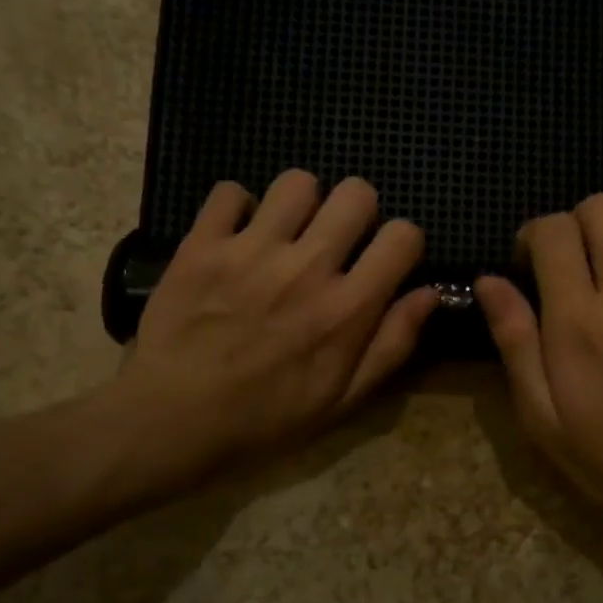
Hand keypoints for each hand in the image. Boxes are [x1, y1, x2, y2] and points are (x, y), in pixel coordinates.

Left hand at [98, 170, 437, 493]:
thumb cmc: (267, 417)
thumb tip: (429, 294)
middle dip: (358, 211)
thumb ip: (392, 344)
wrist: (173, 420)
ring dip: (301, 204)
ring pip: (298, 182)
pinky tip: (236, 236)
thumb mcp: (344, 399)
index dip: (403, 242)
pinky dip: (237, 208)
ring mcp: (251, 250)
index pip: (403, 236)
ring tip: (285, 232)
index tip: (386, 259)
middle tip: (337, 240)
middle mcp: (307, 268)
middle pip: (357, 194)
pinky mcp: (203, 244)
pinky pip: (230, 192)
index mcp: (347, 308)